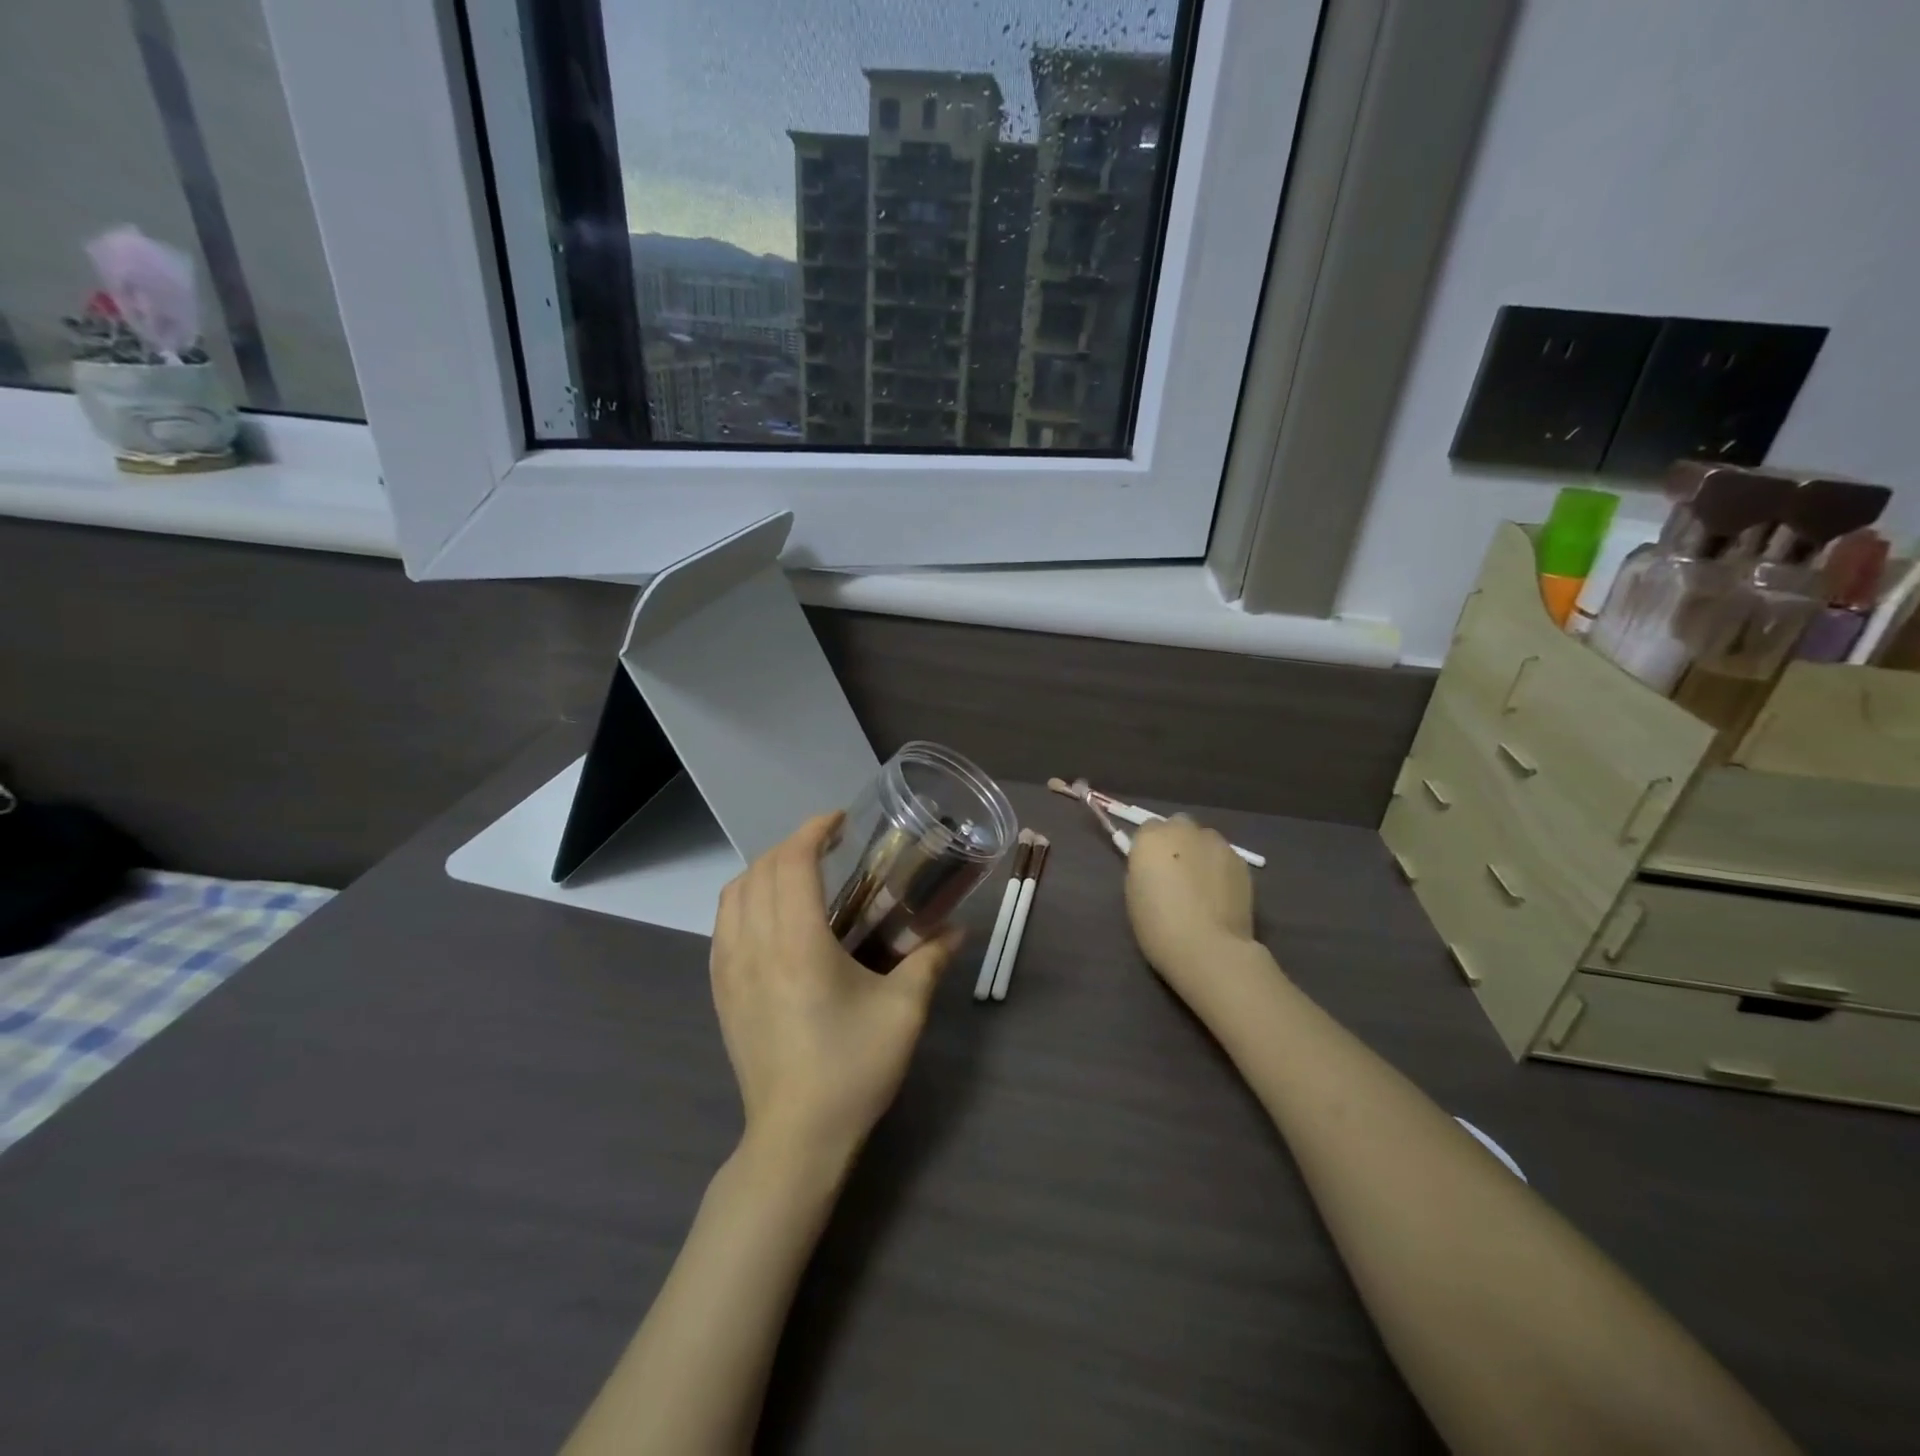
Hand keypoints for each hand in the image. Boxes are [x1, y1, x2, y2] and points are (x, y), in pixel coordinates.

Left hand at [711, 813, 960, 1169]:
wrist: (796, 1137)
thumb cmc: (852, 1069)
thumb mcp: (904, 1012)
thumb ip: (931, 960)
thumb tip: (959, 929)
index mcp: (797, 944)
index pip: (791, 863)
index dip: (813, 831)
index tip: (840, 821)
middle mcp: (754, 946)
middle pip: (760, 870)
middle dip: (793, 845)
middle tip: (830, 845)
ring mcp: (729, 969)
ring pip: (733, 894)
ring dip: (765, 869)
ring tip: (801, 873)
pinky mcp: (720, 991)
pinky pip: (722, 924)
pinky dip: (744, 899)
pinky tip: (772, 915)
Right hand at [1124, 816, 1256, 996]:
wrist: (1207, 948)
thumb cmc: (1158, 925)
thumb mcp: (1134, 893)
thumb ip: (1144, 868)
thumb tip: (1156, 865)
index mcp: (1152, 837)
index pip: (1148, 828)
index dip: (1150, 848)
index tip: (1151, 868)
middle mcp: (1185, 830)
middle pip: (1179, 826)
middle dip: (1177, 842)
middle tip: (1176, 874)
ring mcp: (1217, 844)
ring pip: (1205, 840)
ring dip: (1201, 854)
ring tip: (1202, 886)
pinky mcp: (1241, 862)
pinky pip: (1225, 858)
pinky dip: (1220, 869)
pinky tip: (1220, 896)